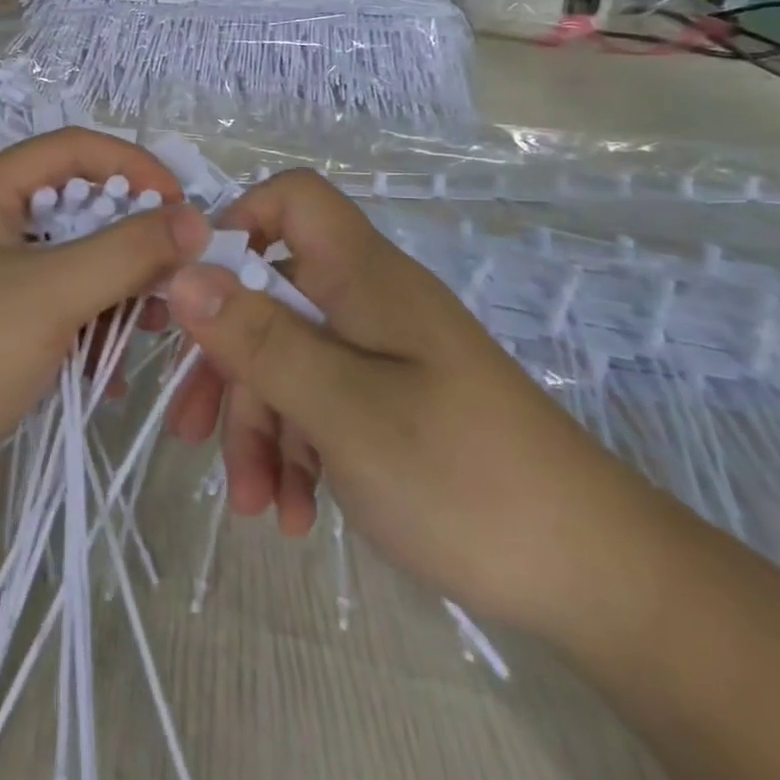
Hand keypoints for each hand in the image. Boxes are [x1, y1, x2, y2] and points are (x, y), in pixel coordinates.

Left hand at [0, 128, 209, 508]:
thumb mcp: (52, 293)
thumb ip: (128, 251)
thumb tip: (196, 218)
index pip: (74, 148)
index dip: (133, 166)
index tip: (181, 207)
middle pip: (78, 206)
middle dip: (130, 241)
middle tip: (173, 279)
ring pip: (74, 260)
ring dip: (117, 289)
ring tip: (151, 328)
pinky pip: (59, 303)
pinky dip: (90, 326)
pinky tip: (108, 371)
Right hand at [163, 170, 662, 634]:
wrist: (598, 580)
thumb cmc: (465, 476)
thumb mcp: (345, 409)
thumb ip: (260, 339)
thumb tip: (182, 275)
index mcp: (363, 276)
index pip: (293, 199)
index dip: (238, 224)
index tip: (197, 290)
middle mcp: (367, 302)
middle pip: (272, 295)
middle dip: (228, 362)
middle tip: (192, 431)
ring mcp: (380, 354)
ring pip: (288, 360)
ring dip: (259, 426)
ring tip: (254, 505)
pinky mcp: (390, 403)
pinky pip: (320, 403)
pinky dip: (297, 451)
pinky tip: (295, 512)